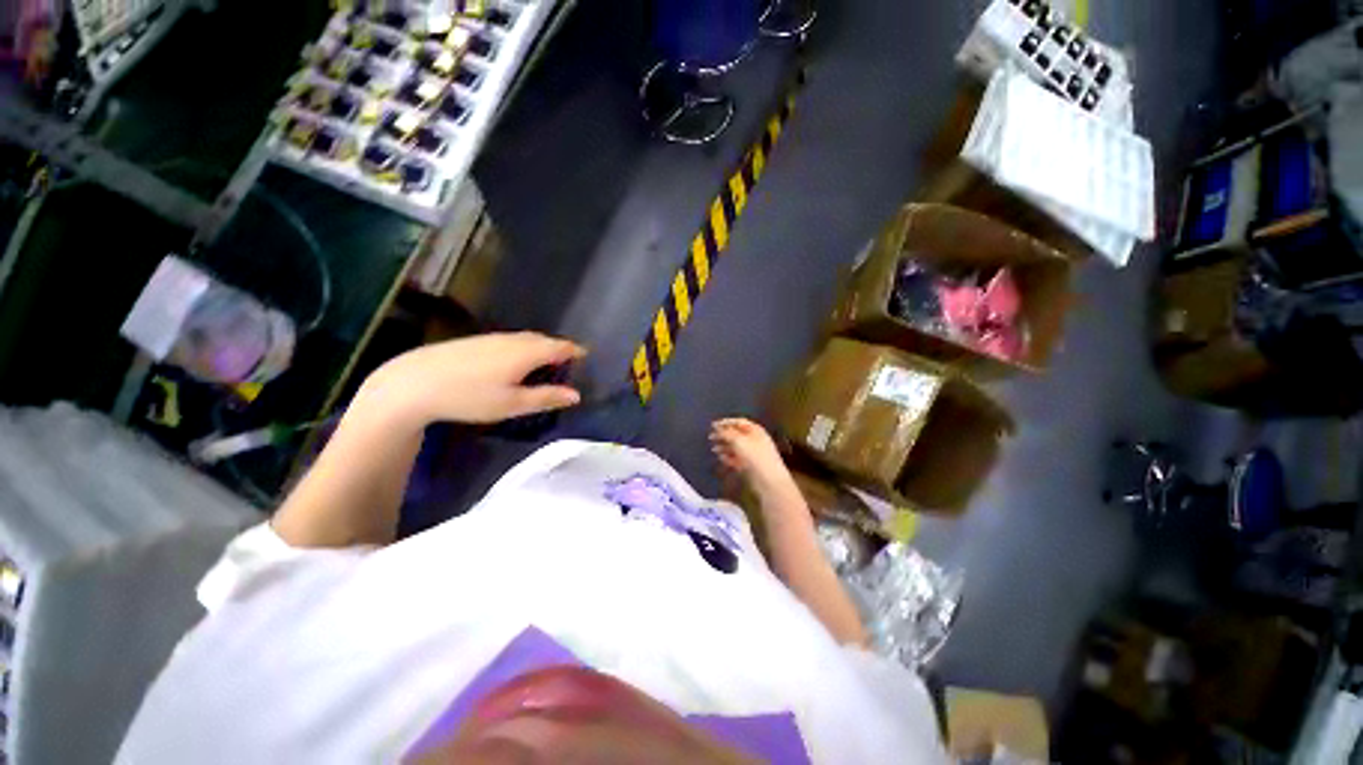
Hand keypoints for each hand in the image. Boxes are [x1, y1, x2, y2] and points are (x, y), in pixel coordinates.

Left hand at [359, 332, 585, 428]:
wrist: (412, 383)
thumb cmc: (469, 396)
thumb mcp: (512, 404)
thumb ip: (546, 397)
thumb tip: (576, 395)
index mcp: (526, 353)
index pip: (559, 347)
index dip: (575, 350)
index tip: (586, 355)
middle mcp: (512, 340)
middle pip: (543, 340)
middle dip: (558, 348)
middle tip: (568, 361)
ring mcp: (491, 338)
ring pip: (525, 339)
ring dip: (540, 347)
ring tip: (545, 361)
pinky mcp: (474, 341)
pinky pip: (509, 340)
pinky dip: (522, 347)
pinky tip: (513, 360)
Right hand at [709, 418, 792, 494]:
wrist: (769, 481)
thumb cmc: (755, 456)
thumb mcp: (739, 441)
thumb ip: (727, 433)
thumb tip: (717, 427)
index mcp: (755, 430)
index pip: (739, 422)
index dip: (726, 422)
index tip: (713, 425)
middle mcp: (755, 440)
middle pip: (737, 434)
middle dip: (723, 435)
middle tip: (711, 437)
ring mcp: (752, 454)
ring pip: (736, 447)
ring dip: (724, 446)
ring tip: (714, 449)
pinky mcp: (749, 466)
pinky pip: (737, 459)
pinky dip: (728, 457)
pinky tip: (721, 458)